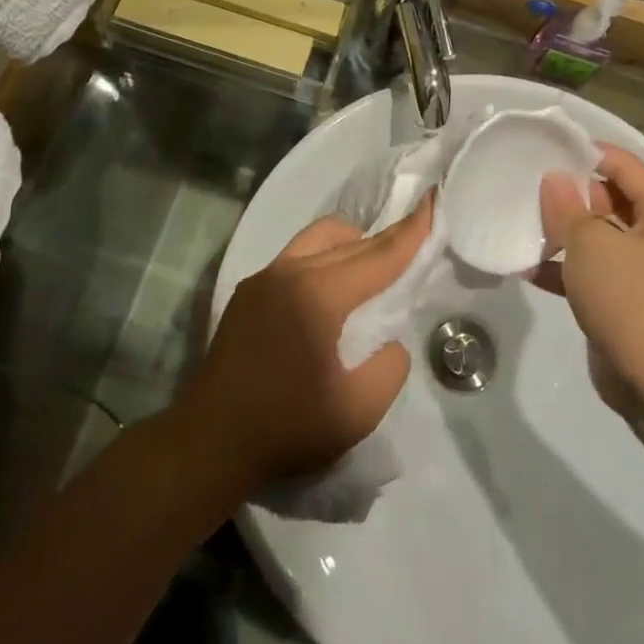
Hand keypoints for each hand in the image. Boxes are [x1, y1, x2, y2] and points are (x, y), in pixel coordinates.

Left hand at [180, 201, 428, 491]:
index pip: (378, 256)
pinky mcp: (248, 291)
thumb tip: (388, 340)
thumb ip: (389, 368)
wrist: (210, 442)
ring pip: (318, 239)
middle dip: (386, 240)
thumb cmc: (286, 428)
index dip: (411, 232)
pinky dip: (323, 259)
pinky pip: (296, 257)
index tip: (433, 200)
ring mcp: (264, 277)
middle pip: (351, 243)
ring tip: (370, 270)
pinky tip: (329, 291)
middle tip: (413, 239)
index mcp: (319, 295)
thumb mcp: (357, 412)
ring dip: (351, 244)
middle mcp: (290, 271)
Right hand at [535, 145, 643, 402]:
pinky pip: (593, 269)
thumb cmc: (629, 297)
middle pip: (609, 196)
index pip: (622, 163)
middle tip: (527, 188)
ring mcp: (643, 266)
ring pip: (598, 234)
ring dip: (563, 232)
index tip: (543, 152)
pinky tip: (528, 268)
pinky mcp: (627, 296)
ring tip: (522, 225)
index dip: (584, 153)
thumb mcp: (590, 243)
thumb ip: (567, 206)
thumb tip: (555, 179)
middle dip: (569, 194)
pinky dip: (565, 267)